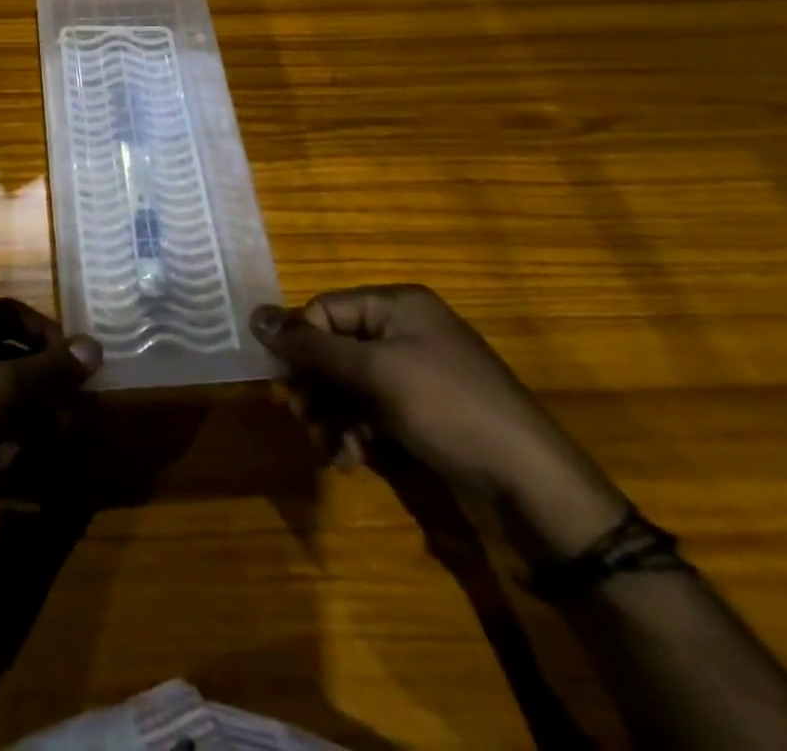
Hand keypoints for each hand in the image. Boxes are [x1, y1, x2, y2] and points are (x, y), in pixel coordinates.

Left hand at [0, 299, 101, 516]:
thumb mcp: (0, 390)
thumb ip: (50, 369)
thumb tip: (95, 346)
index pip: (12, 313)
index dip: (48, 335)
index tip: (74, 366)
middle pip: (2, 355)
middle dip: (39, 384)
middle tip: (68, 412)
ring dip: (22, 417)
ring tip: (47, 447)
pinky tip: (8, 471)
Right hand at [251, 286, 628, 559]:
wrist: (532, 481)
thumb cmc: (446, 408)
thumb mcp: (373, 374)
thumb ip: (311, 346)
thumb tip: (254, 315)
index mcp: (396, 305)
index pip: (325, 310)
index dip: (301, 346)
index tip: (288, 385)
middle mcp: (405, 329)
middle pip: (336, 348)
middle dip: (317, 388)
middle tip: (304, 421)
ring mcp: (417, 370)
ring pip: (352, 384)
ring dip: (333, 416)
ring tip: (330, 451)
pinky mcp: (426, 408)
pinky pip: (375, 408)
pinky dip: (358, 431)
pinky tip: (353, 459)